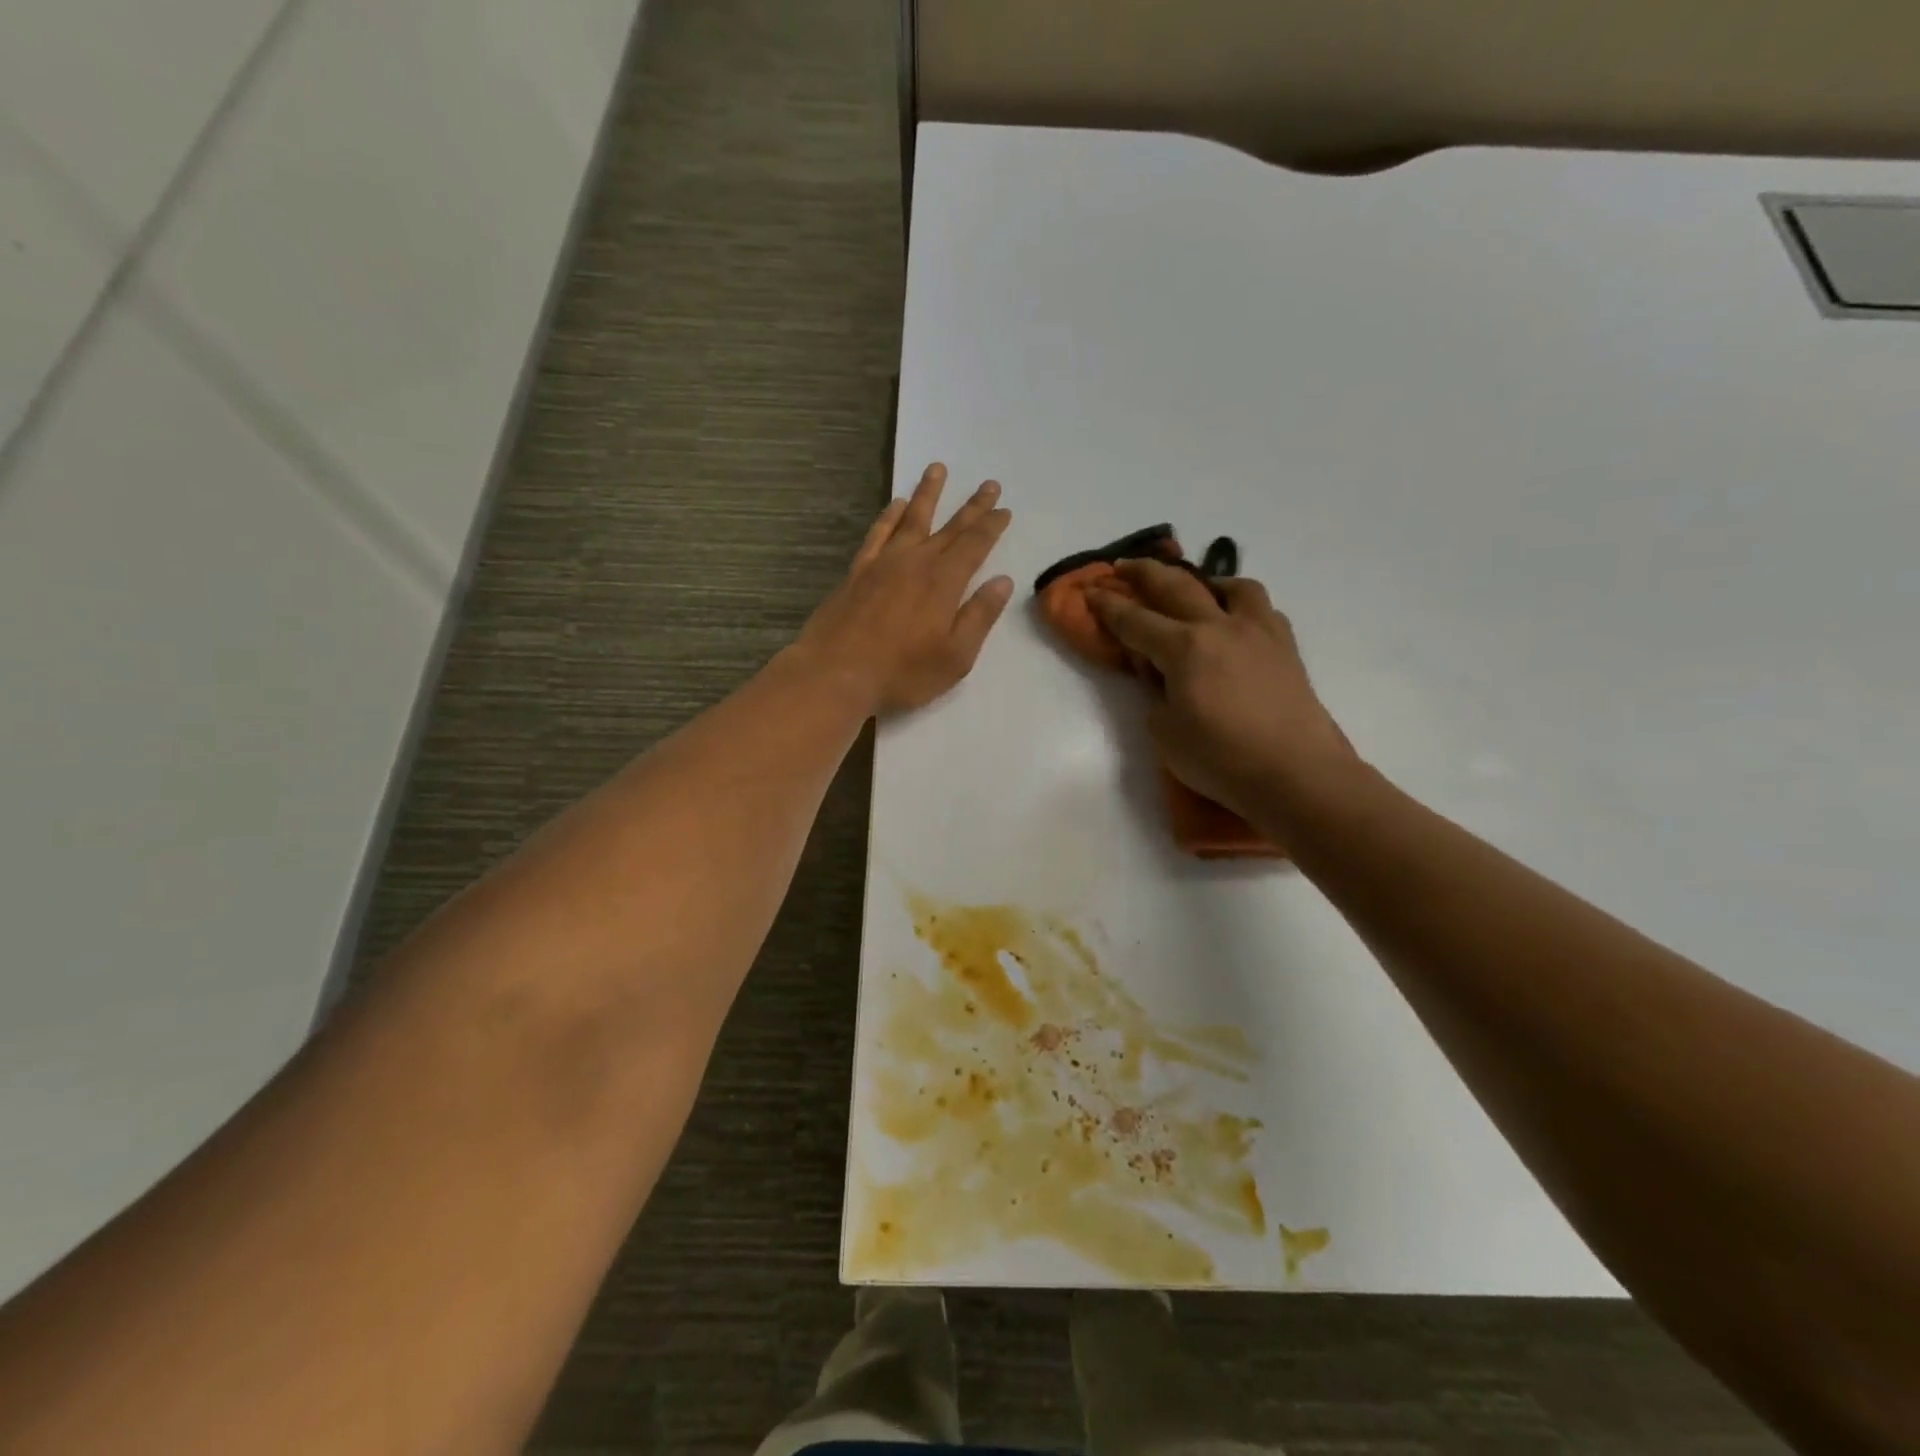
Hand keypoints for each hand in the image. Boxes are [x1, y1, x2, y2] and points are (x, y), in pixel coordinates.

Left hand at [797, 463, 1013, 715]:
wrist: (836, 674)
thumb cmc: (902, 673)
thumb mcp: (955, 656)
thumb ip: (979, 616)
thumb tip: (1002, 581)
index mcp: (944, 582)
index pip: (975, 545)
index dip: (992, 526)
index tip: (1004, 509)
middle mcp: (916, 562)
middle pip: (950, 527)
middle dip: (972, 506)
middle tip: (988, 483)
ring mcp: (884, 563)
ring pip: (911, 519)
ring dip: (927, 494)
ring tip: (937, 469)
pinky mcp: (858, 571)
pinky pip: (877, 533)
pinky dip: (889, 516)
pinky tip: (896, 504)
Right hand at [1088, 560, 1355, 815]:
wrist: (1296, 774)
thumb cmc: (1221, 759)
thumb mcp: (1166, 733)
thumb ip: (1156, 695)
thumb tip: (1162, 677)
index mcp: (1184, 648)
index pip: (1135, 620)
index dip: (1109, 606)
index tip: (1090, 591)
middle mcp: (1219, 627)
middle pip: (1176, 586)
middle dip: (1144, 572)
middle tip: (1124, 566)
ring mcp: (1258, 632)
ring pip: (1231, 586)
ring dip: (1204, 581)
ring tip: (1195, 590)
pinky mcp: (1286, 647)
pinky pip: (1262, 609)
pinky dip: (1242, 606)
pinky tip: (1236, 623)